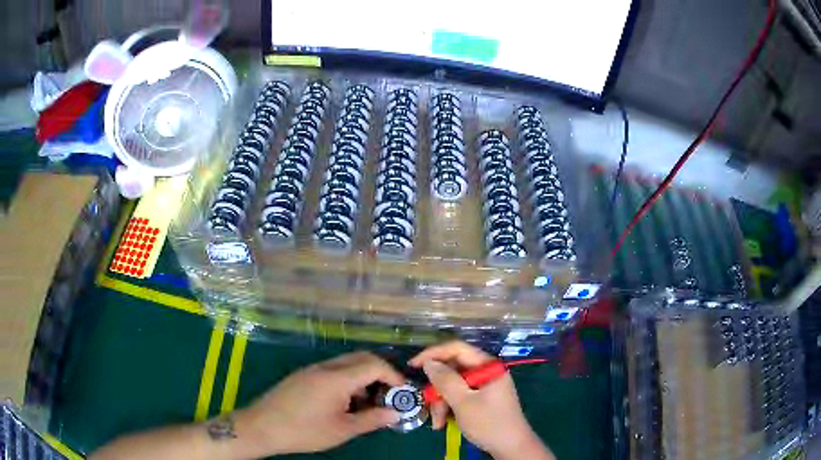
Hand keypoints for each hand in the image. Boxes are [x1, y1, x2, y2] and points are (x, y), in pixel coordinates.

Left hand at [236, 351, 402, 456]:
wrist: (262, 426)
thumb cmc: (304, 431)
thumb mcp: (342, 430)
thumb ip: (372, 419)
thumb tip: (396, 413)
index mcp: (337, 378)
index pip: (374, 365)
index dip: (394, 376)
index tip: (403, 394)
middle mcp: (325, 367)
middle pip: (361, 358)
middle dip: (381, 374)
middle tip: (390, 396)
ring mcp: (312, 369)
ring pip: (347, 364)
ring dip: (364, 378)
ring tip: (369, 404)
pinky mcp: (303, 376)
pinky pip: (333, 371)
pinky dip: (348, 381)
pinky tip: (346, 403)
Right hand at [409, 341, 551, 459]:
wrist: (511, 447)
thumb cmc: (489, 423)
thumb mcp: (463, 402)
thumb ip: (445, 380)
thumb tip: (429, 362)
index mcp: (488, 366)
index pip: (457, 349)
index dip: (433, 354)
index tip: (413, 365)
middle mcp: (487, 372)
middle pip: (453, 370)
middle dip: (438, 390)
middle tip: (428, 405)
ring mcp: (485, 386)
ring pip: (453, 386)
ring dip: (442, 403)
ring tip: (438, 423)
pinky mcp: (483, 399)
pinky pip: (460, 396)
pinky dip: (450, 408)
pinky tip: (444, 423)